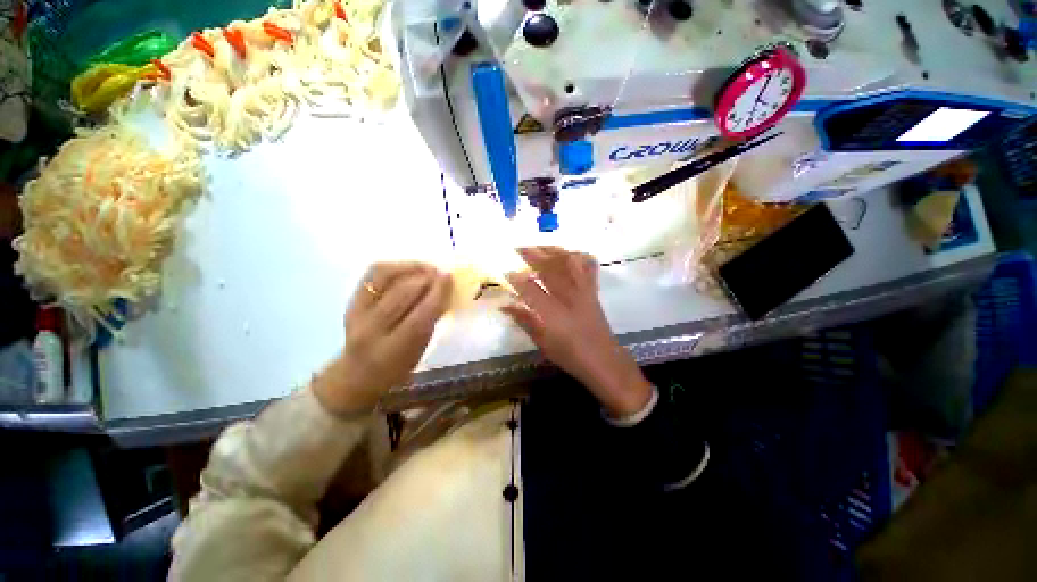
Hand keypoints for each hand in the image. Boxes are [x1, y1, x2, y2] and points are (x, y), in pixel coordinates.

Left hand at [313, 262, 452, 415]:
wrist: (357, 374)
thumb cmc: (397, 367)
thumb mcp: (419, 350)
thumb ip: (430, 321)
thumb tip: (444, 291)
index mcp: (391, 351)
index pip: (419, 316)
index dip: (436, 294)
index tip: (449, 278)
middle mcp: (370, 330)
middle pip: (402, 293)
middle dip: (426, 279)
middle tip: (441, 274)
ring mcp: (356, 312)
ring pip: (384, 278)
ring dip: (411, 268)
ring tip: (428, 269)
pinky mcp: (351, 300)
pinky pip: (373, 274)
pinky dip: (394, 266)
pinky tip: (410, 268)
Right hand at [503, 247, 652, 416]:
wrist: (603, 361)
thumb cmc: (570, 355)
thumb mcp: (543, 343)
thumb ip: (524, 321)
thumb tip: (505, 306)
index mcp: (552, 314)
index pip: (530, 290)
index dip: (517, 279)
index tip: (506, 271)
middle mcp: (568, 297)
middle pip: (550, 270)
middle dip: (533, 256)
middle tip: (520, 248)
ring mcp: (583, 292)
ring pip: (569, 264)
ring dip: (554, 251)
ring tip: (540, 246)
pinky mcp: (593, 291)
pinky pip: (589, 268)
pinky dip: (580, 257)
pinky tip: (570, 253)